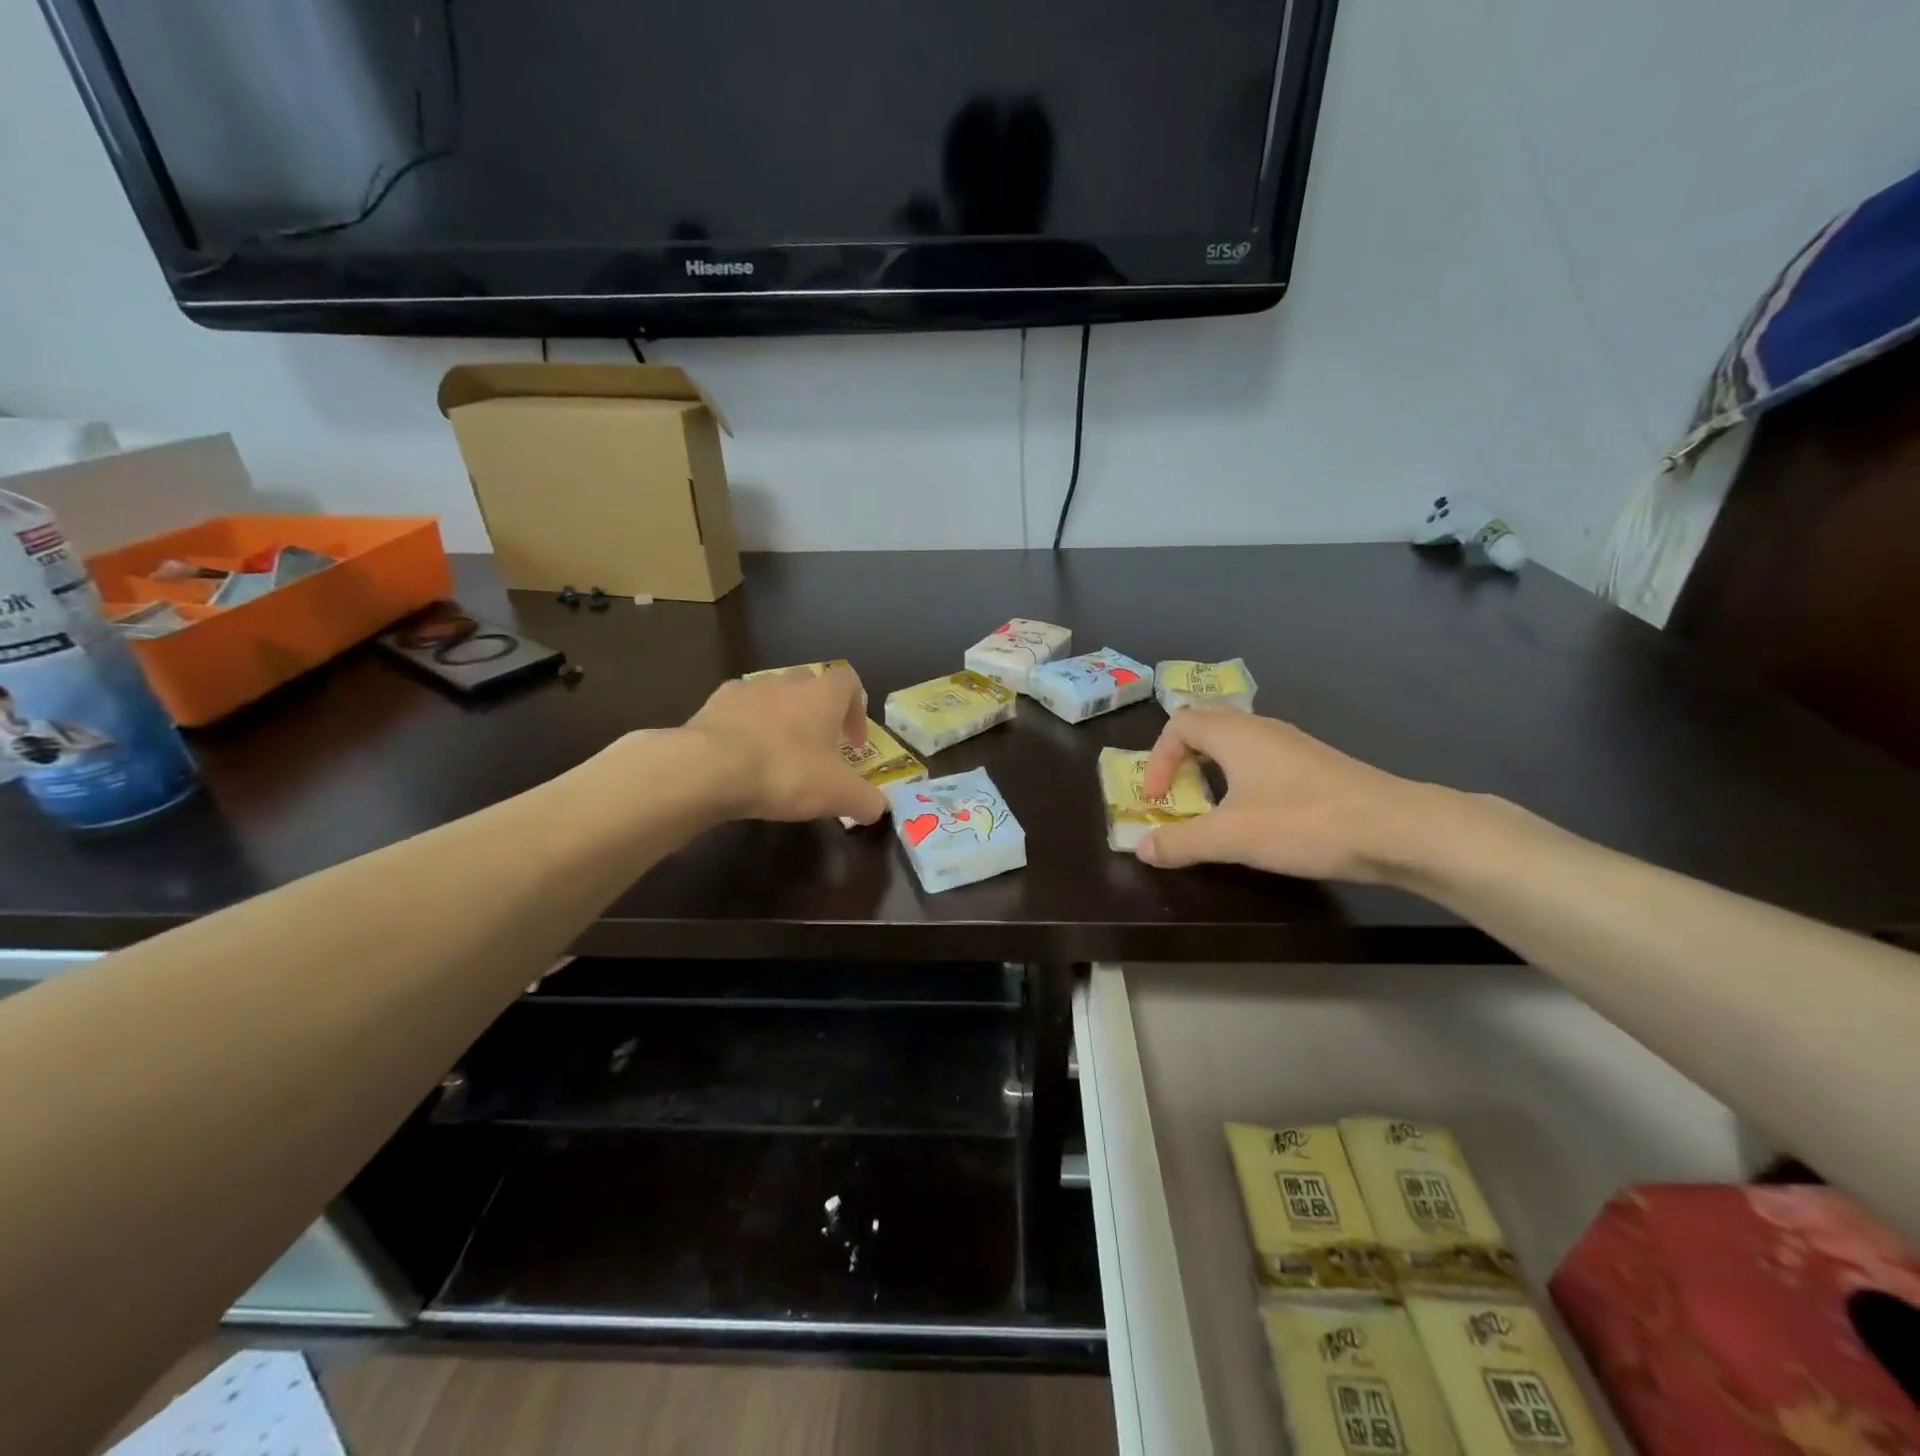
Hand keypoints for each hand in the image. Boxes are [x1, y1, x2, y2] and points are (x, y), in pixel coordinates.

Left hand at [684, 666, 887, 825]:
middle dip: (817, 712)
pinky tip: (741, 753)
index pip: (850, 682)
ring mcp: (748, 688)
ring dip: (780, 716)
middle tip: (817, 747)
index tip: (852, 743)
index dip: (856, 710)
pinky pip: (738, 708)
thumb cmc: (786, 772)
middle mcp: (788, 682)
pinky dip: (745, 724)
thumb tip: (879, 808)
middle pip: (810, 684)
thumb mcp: (838, 795)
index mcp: (823, 694)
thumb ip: (866, 800)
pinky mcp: (714, 703)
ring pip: (773, 694)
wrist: (711, 768)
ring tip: (777, 752)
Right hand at [1136, 708, 1446, 881]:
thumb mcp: (1231, 837)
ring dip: (1211, 769)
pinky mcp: (1314, 765)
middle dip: (1181, 758)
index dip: (1158, 759)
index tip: (1157, 799)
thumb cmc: (1303, 822)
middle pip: (1206, 725)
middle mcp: (1261, 729)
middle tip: (1176, 794)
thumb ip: (1181, 842)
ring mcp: (1292, 745)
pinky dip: (1241, 778)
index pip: (1179, 724)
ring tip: (1209, 806)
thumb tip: (1141, 848)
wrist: (1396, 829)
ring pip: (1236, 743)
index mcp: (1235, 734)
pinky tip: (1254, 813)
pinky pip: (1261, 759)